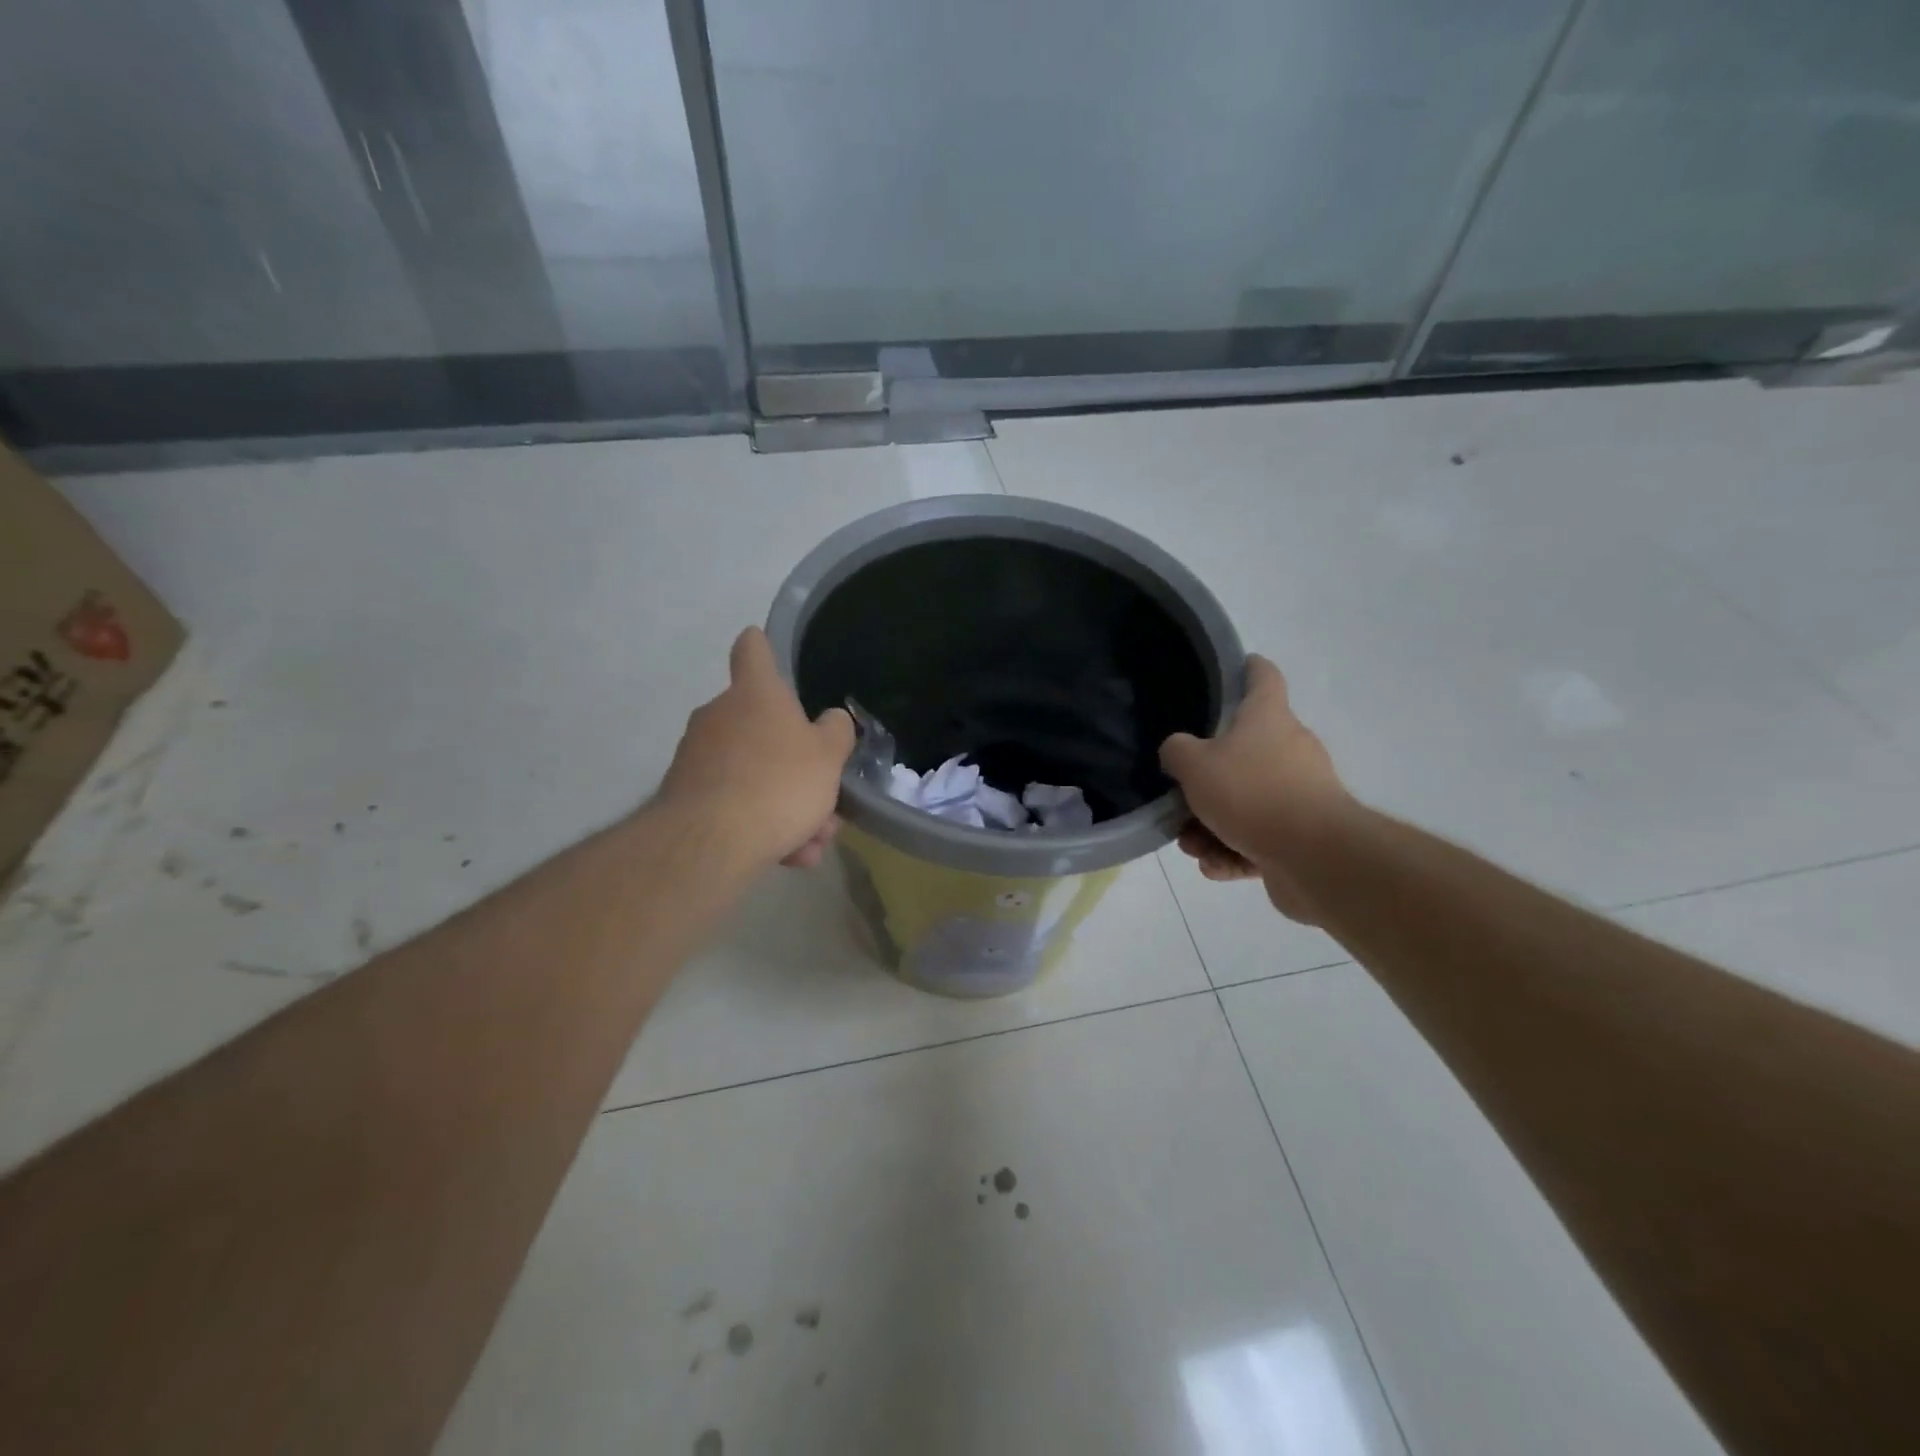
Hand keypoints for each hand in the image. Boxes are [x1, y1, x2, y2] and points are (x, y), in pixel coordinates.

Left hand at [657, 627, 854, 870]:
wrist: (711, 842)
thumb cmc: (779, 782)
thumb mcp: (829, 756)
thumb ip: (836, 732)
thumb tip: (830, 720)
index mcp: (755, 694)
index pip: (753, 651)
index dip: (761, 646)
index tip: (762, 644)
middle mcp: (719, 716)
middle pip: (764, 730)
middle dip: (797, 766)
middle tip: (823, 800)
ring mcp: (697, 756)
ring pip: (755, 775)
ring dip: (785, 806)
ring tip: (809, 844)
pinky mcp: (685, 796)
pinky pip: (736, 804)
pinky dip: (762, 826)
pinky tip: (786, 856)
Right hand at [1159, 654, 1351, 923]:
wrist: (1313, 856)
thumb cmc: (1251, 793)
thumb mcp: (1194, 765)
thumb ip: (1177, 751)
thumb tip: (1178, 751)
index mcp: (1268, 718)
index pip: (1263, 677)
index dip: (1248, 668)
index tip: (1235, 666)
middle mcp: (1289, 749)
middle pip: (1241, 753)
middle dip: (1205, 780)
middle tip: (1180, 797)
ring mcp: (1300, 794)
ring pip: (1243, 803)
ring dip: (1211, 825)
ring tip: (1192, 844)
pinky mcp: (1301, 837)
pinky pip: (1256, 839)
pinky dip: (1233, 852)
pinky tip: (1214, 865)